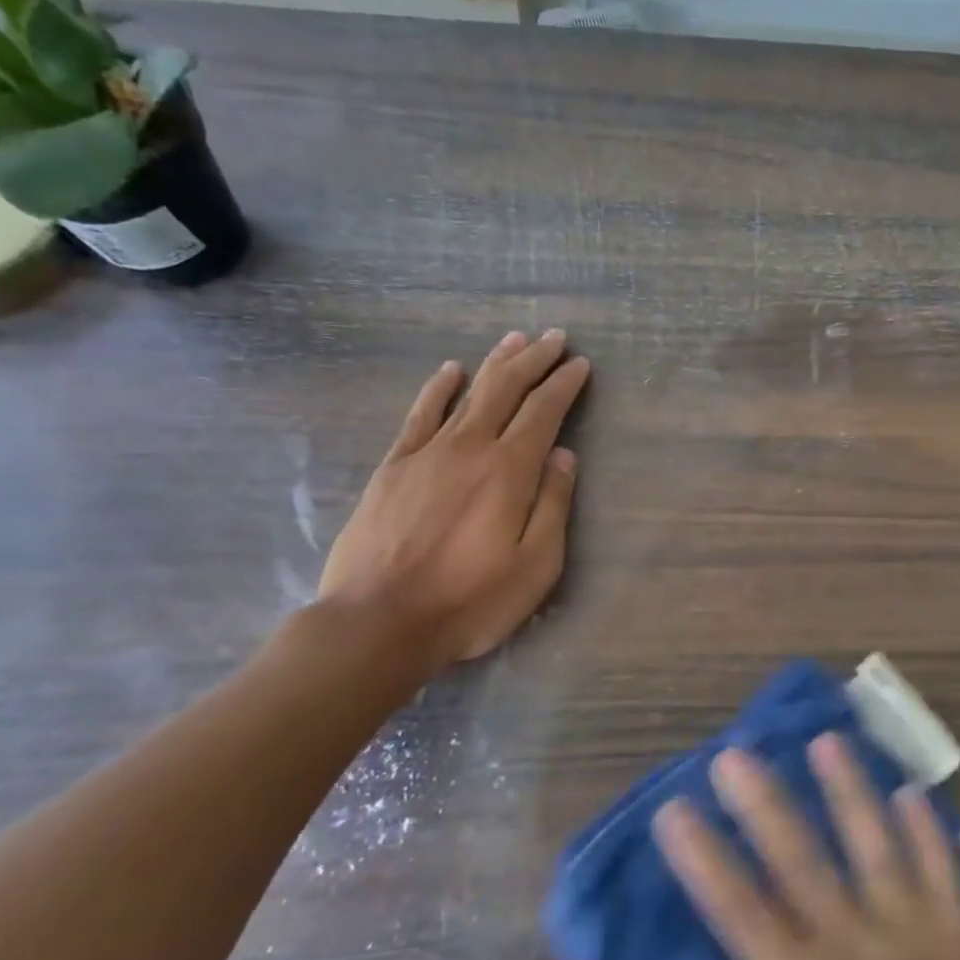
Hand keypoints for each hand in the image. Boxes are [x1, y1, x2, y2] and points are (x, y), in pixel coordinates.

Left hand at [318, 330, 589, 672]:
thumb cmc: (470, 601)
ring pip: (468, 393)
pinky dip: (438, 388)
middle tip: (553, 337)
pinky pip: (420, 414)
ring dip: (495, 363)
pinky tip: (450, 370)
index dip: (565, 384)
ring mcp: (427, 453)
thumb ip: (553, 505)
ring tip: (515, 340)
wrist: (379, 621)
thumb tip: (563, 456)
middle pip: (507, 389)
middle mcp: (470, 448)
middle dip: (534, 360)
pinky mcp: (394, 467)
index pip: (544, 412)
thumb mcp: (536, 566)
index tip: (580, 364)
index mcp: (510, 471)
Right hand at [628, 736, 959, 959]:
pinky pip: (949, 877)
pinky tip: (913, 794)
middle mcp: (867, 952)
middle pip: (803, 861)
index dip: (704, 857)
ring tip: (827, 741)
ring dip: (850, 792)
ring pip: (878, 848)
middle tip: (735, 753)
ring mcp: (928, 946)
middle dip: (764, 804)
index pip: (741, 911)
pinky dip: (929, 833)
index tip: (674, 808)